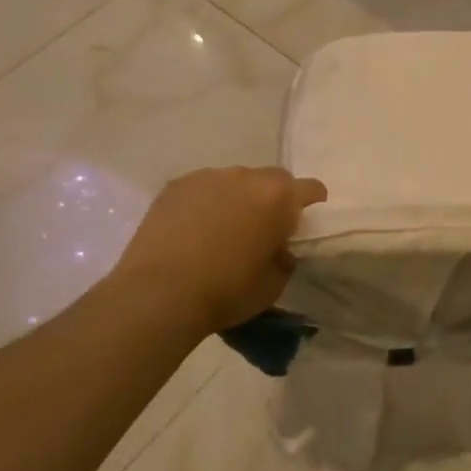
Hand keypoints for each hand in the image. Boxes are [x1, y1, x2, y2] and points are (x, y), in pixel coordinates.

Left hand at [109, 167, 326, 334]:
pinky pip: (202, 188)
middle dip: (272, 198)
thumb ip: (283, 258)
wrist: (158, 294)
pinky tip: (192, 228)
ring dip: (237, 198)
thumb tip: (278, 248)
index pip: (310, 188)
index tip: (304, 221)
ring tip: (221, 228)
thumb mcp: (273, 285)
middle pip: (272, 179)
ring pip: (235, 181)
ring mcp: (209, 176)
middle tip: (261, 227)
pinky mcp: (177, 185)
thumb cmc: (225, 292)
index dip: (312, 202)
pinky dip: (204, 202)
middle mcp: (247, 176)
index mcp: (278, 198)